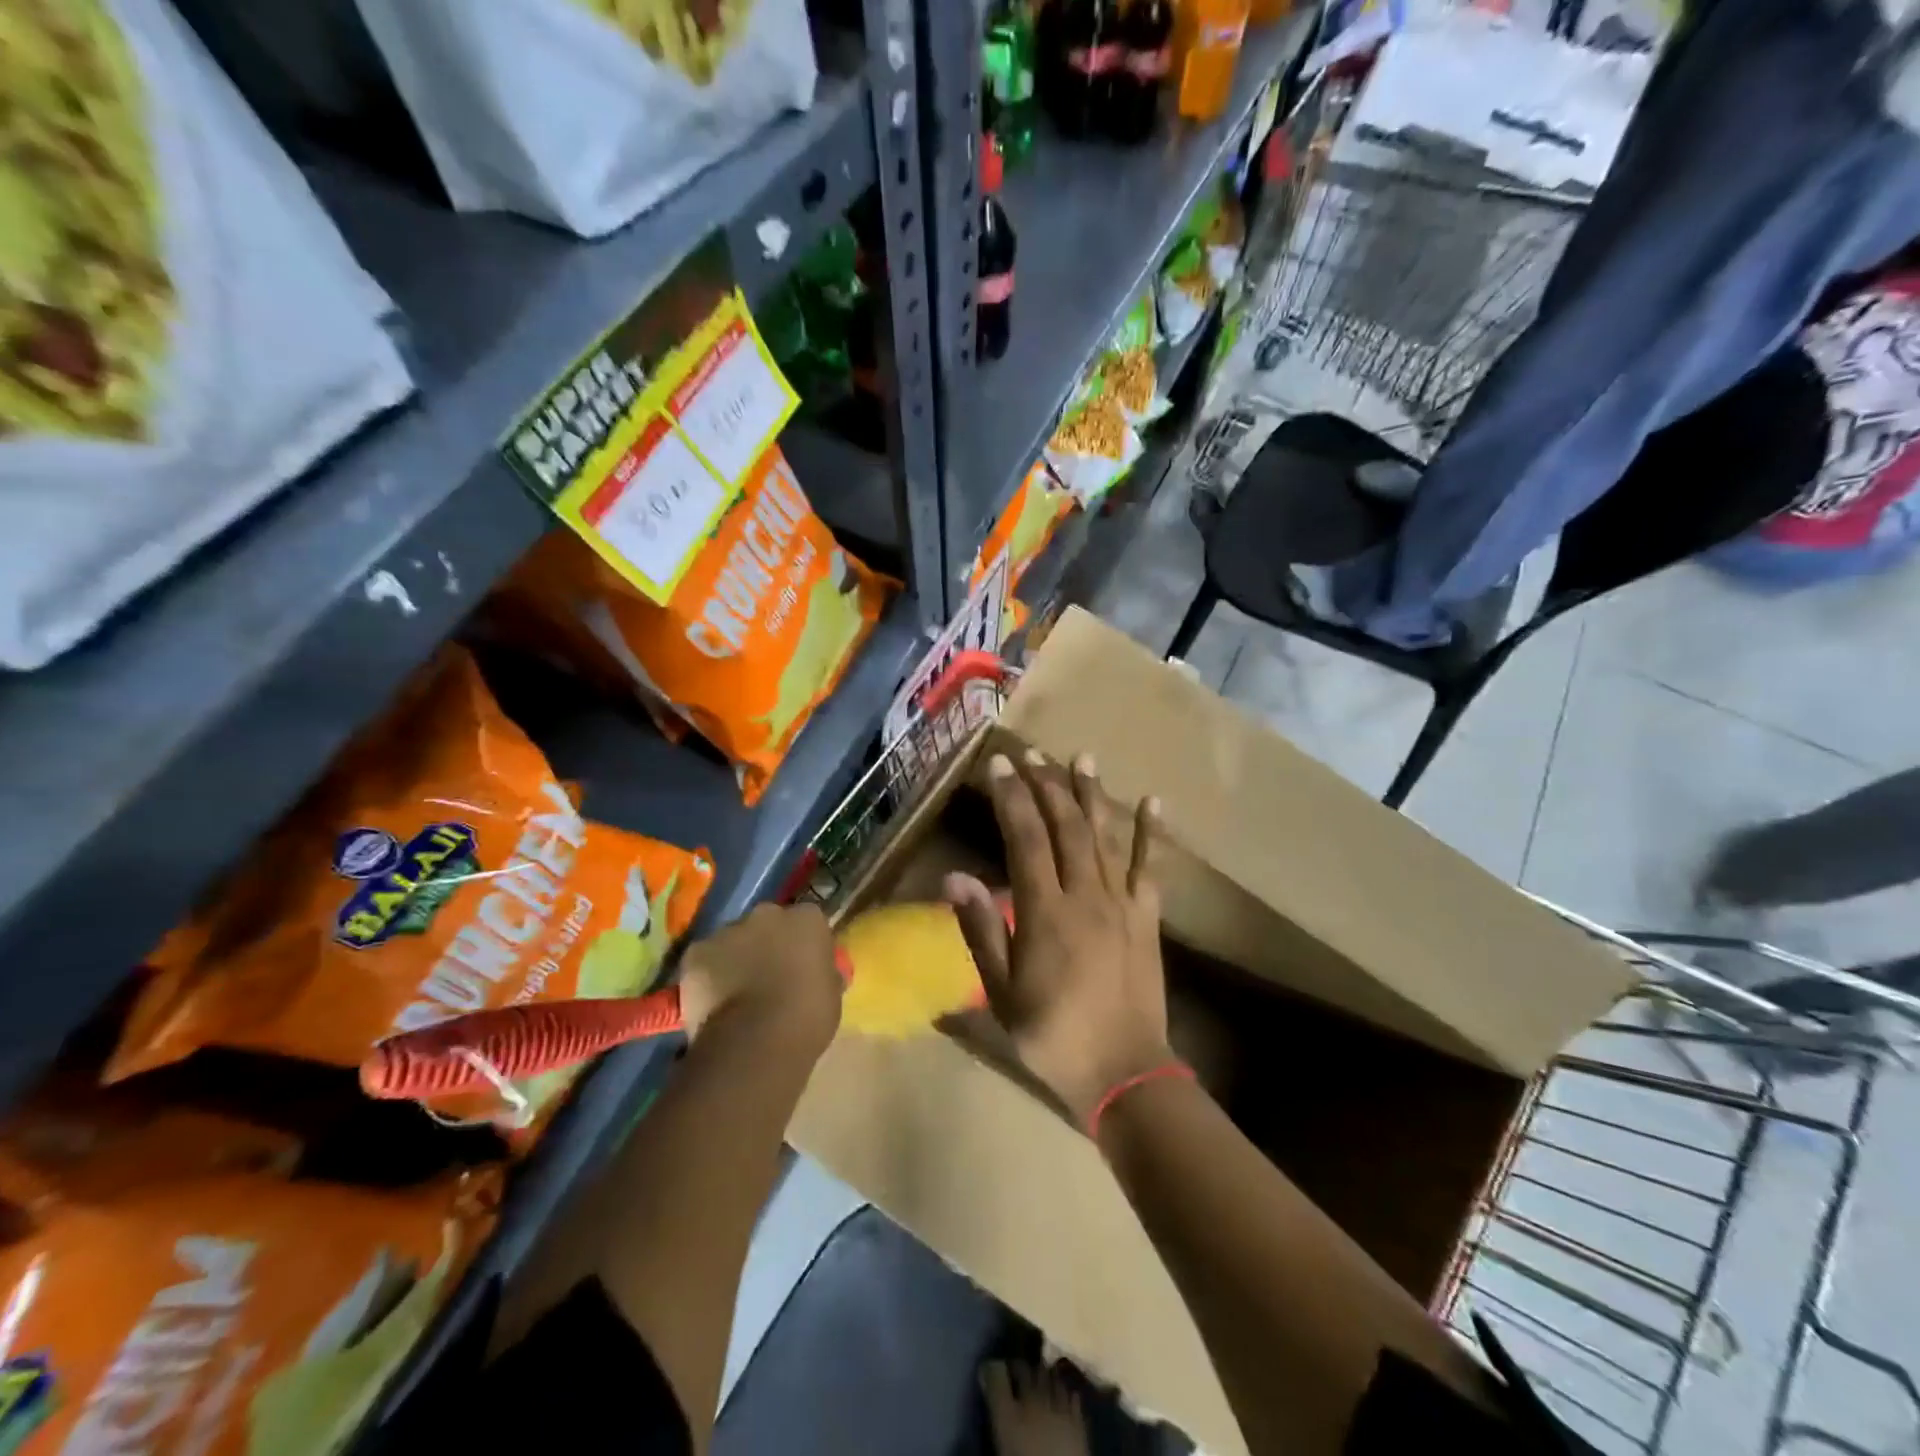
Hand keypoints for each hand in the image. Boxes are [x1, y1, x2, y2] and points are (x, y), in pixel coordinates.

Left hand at [677, 902, 841, 1056]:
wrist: (755, 1042)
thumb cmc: (807, 1019)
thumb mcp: (831, 993)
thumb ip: (821, 972)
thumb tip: (815, 973)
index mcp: (807, 919)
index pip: (808, 921)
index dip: (803, 943)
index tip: (803, 965)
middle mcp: (767, 914)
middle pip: (767, 923)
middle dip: (767, 943)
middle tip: (768, 976)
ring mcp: (728, 930)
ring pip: (733, 940)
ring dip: (736, 958)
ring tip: (737, 995)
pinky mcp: (696, 952)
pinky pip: (704, 960)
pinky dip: (707, 975)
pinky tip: (712, 1002)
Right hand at [944, 750, 1169, 1123]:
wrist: (1124, 1073)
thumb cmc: (1052, 1035)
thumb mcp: (1001, 992)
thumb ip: (980, 930)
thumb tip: (954, 876)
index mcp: (1044, 913)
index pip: (1026, 839)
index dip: (1012, 798)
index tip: (999, 765)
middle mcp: (1084, 895)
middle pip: (1065, 827)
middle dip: (1046, 785)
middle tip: (1031, 752)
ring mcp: (1121, 903)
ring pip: (1104, 836)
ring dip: (1092, 794)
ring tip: (1082, 757)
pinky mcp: (1147, 917)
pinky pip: (1149, 867)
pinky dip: (1152, 832)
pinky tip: (1154, 801)